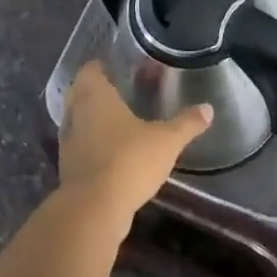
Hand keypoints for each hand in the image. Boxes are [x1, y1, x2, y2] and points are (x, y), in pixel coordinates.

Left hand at [60, 63, 211, 224]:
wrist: (94, 210)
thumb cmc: (128, 160)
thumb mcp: (166, 140)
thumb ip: (187, 123)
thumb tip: (208, 108)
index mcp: (94, 95)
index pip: (90, 69)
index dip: (105, 67)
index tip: (123, 69)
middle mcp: (76, 113)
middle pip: (82, 93)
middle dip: (101, 92)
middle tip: (127, 94)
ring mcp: (69, 142)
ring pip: (81, 121)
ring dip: (97, 121)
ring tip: (124, 124)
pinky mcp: (69, 168)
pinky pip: (82, 147)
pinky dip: (95, 145)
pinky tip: (117, 153)